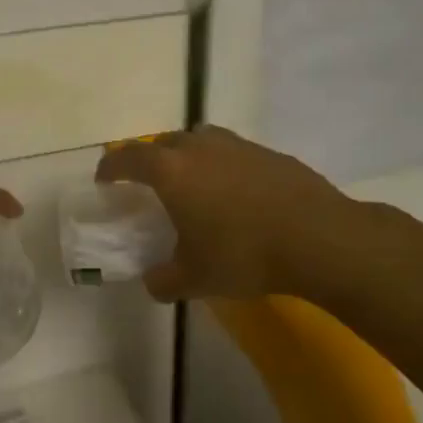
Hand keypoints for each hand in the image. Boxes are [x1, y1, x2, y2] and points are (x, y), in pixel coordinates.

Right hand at [96, 125, 364, 301]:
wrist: (318, 238)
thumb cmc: (244, 254)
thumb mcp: (195, 278)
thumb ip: (164, 280)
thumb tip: (152, 281)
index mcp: (171, 170)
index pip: (128, 157)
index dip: (111, 166)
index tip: (104, 179)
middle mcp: (200, 147)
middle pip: (164, 142)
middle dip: (151, 159)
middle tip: (151, 184)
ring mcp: (237, 145)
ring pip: (200, 141)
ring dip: (188, 157)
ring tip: (194, 185)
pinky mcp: (268, 153)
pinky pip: (232, 153)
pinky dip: (223, 166)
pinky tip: (236, 195)